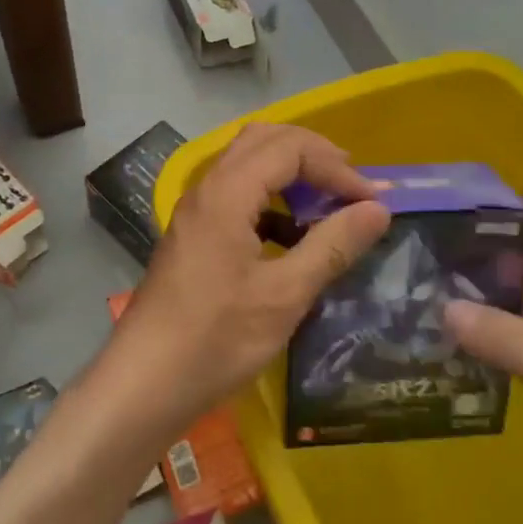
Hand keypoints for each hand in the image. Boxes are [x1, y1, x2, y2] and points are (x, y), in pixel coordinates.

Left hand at [111, 123, 391, 436]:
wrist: (144, 382)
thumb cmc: (216, 339)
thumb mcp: (285, 295)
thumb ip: (332, 245)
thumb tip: (378, 208)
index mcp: (227, 193)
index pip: (290, 148)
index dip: (336, 168)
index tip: (372, 202)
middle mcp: (207, 189)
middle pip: (264, 140)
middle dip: (313, 155)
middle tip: (350, 184)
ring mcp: (196, 211)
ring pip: (247, 164)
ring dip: (290, 173)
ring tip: (327, 203)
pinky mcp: (193, 235)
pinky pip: (236, 194)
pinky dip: (270, 199)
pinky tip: (291, 235)